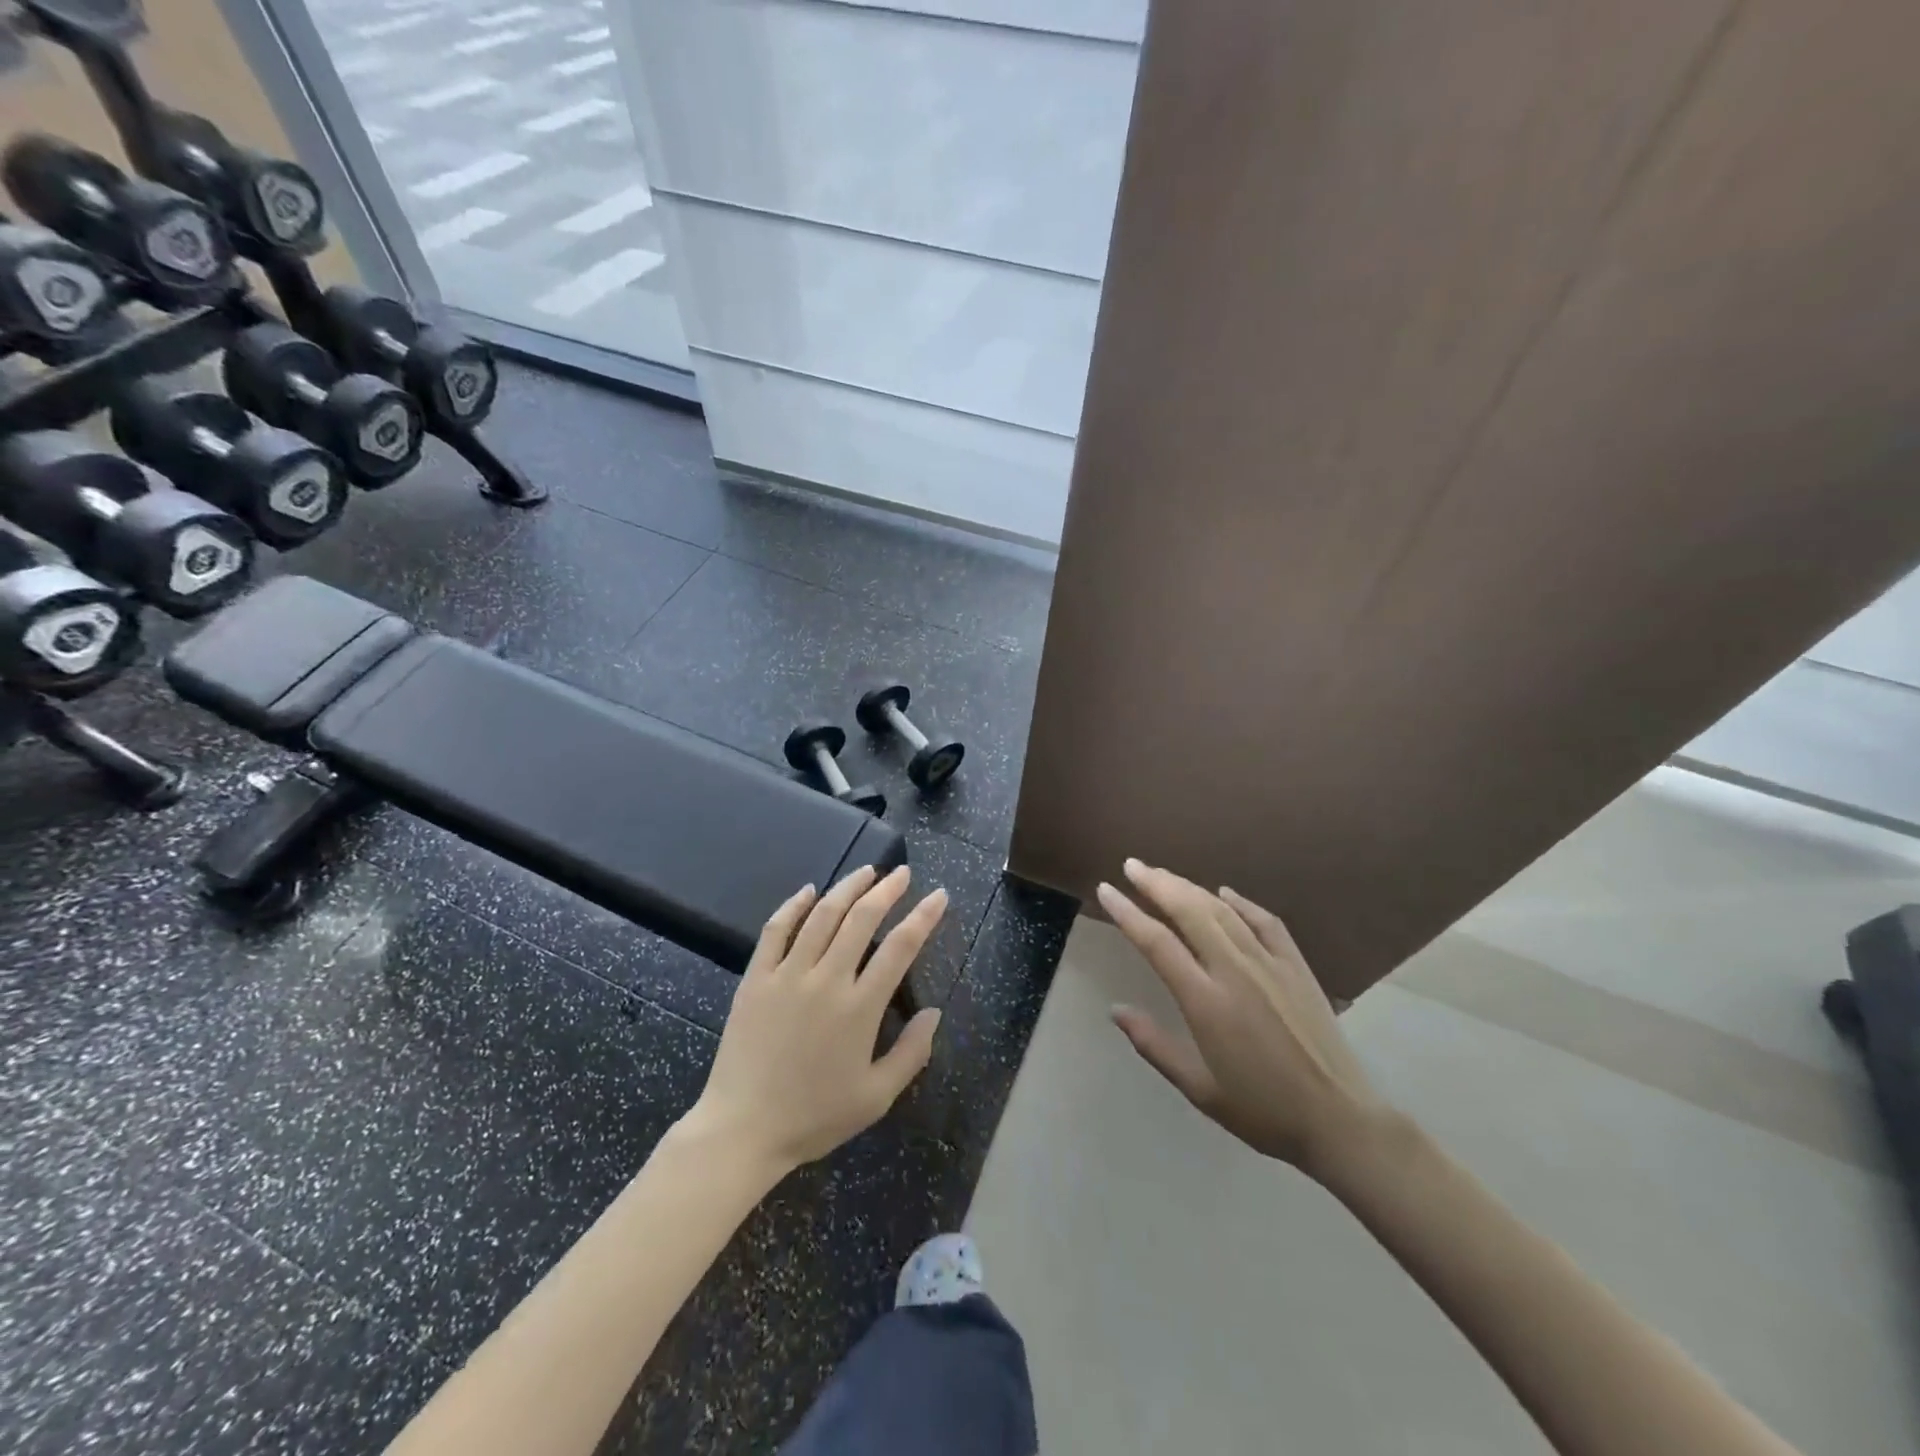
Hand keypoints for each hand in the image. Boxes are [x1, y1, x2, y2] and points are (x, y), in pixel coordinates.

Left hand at [689, 866, 946, 1176]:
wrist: (742, 1130)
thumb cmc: (814, 1117)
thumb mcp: (876, 1097)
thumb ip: (912, 1053)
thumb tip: (935, 1013)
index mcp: (860, 1008)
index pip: (901, 947)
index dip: (924, 916)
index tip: (938, 895)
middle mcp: (826, 979)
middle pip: (862, 919)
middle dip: (887, 890)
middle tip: (902, 873)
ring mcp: (787, 975)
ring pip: (822, 915)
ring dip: (847, 887)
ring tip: (866, 871)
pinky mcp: (756, 978)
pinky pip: (775, 930)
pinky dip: (794, 905)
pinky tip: (808, 890)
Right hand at [1098, 859, 1386, 1177]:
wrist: (1339, 1120)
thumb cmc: (1263, 1110)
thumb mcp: (1199, 1088)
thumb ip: (1154, 1045)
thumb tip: (1115, 1010)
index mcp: (1206, 1001)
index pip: (1157, 943)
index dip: (1127, 912)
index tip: (1106, 890)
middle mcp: (1235, 971)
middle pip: (1189, 911)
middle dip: (1156, 883)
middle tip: (1131, 865)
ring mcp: (1269, 963)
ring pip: (1222, 910)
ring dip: (1189, 887)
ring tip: (1163, 874)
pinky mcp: (1296, 966)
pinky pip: (1265, 921)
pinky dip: (1241, 901)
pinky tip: (1224, 892)